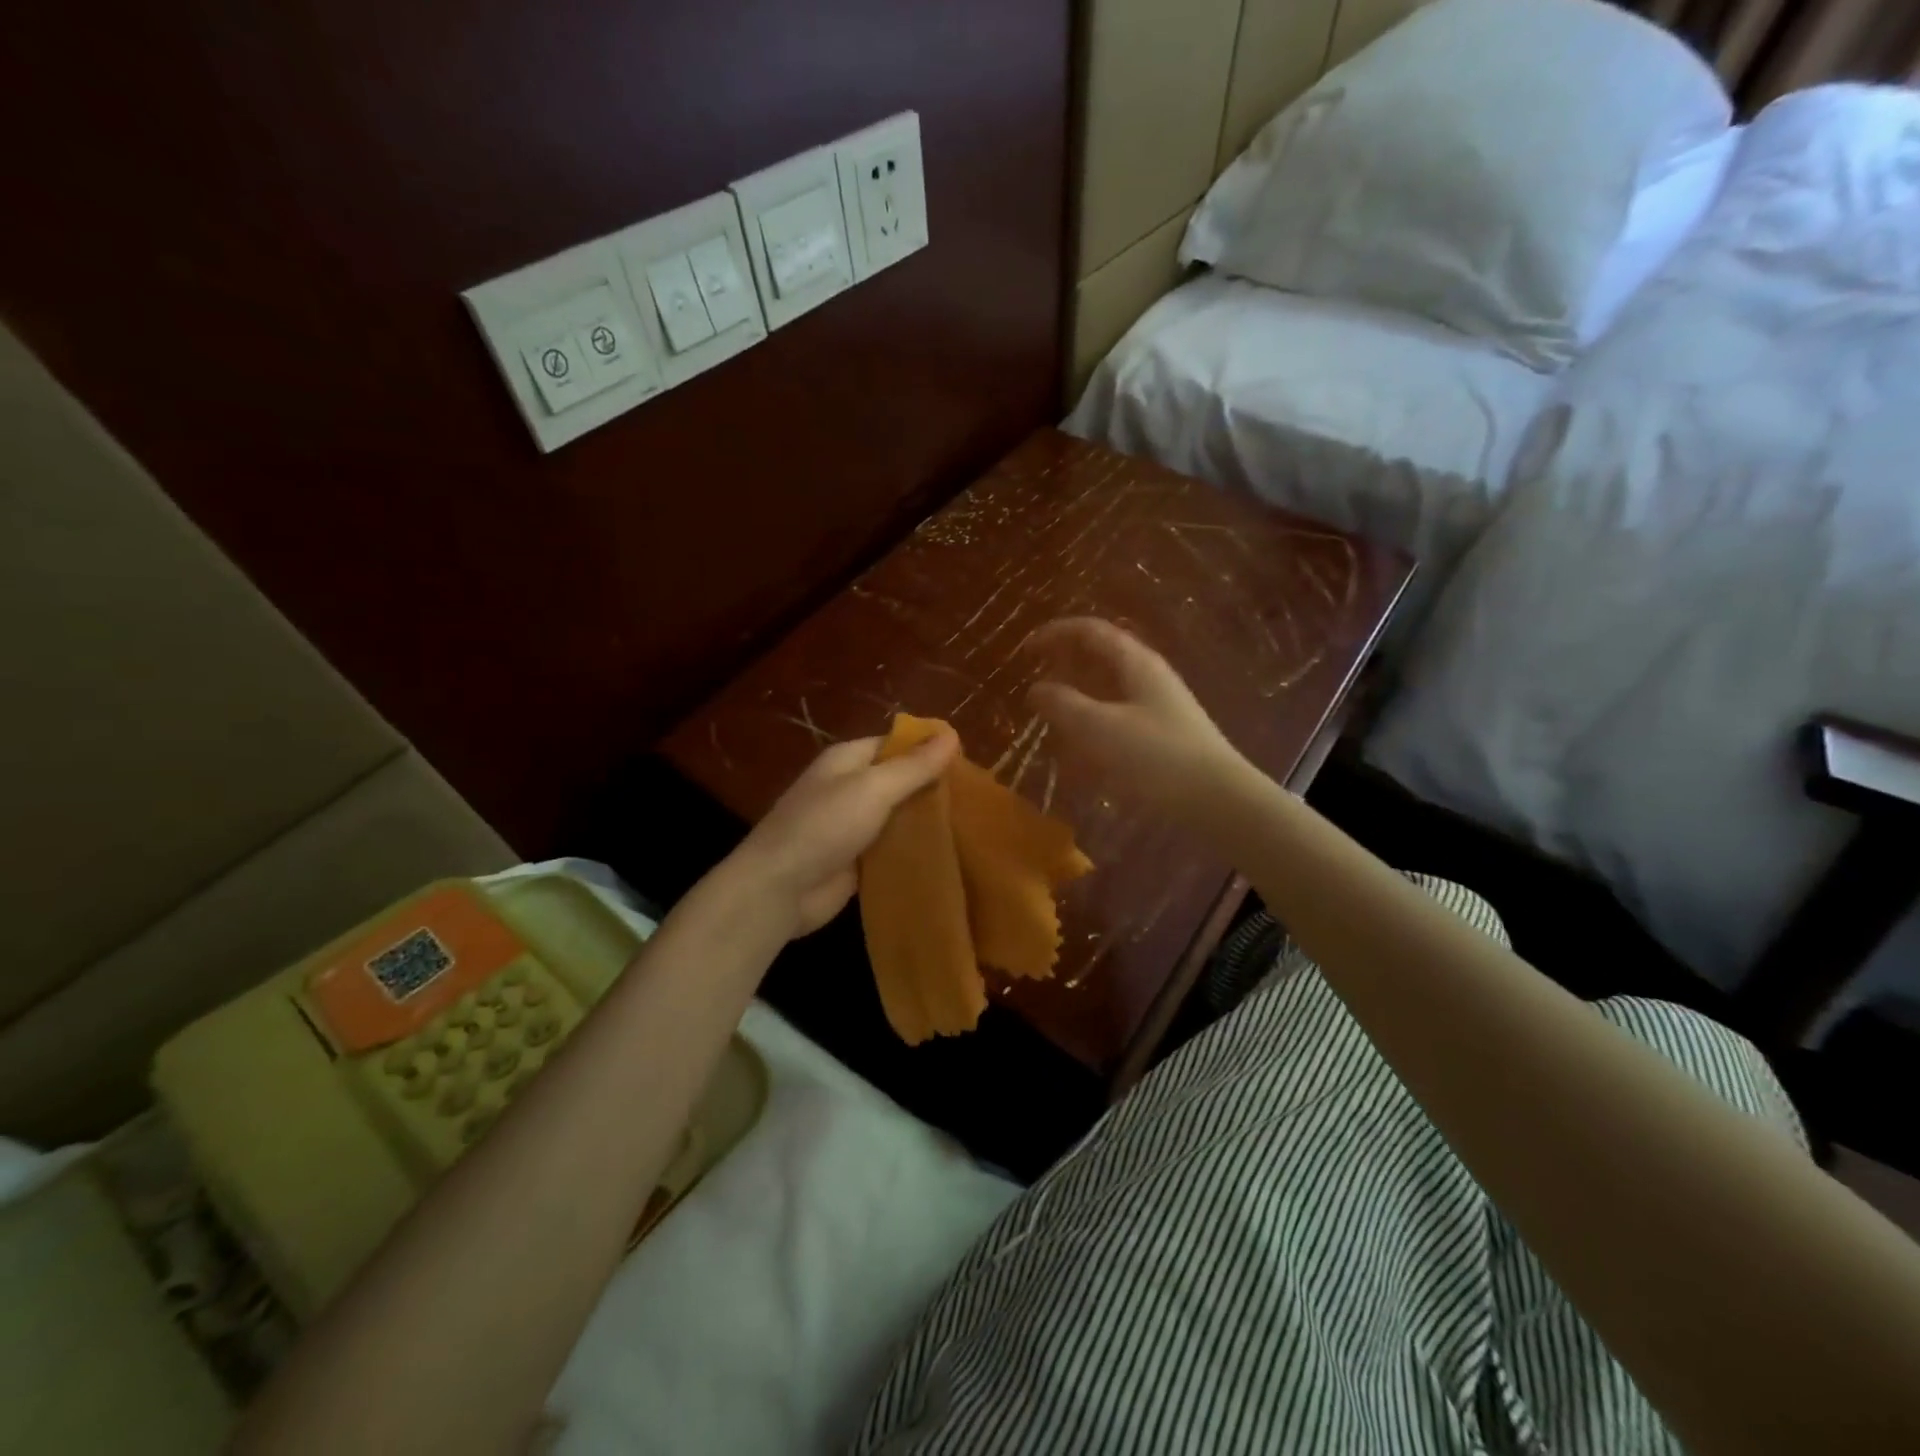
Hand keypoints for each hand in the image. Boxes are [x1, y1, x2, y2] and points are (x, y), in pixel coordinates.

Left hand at [726, 730, 958, 937]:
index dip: (927, 749)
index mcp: (847, 760)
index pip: (894, 744)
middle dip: (932, 787)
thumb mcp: (873, 788)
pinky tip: (947, 855)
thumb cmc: (824, 826)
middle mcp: (849, 788)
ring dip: (926, 821)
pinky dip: (913, 849)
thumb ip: (913, 766)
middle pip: (898, 780)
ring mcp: (852, 826)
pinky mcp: (856, 860)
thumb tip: (951, 734)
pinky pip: (891, 848)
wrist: (780, 888)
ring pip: (898, 816)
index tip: (967, 760)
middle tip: (977, 798)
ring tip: (972, 825)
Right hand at [1025, 617, 1246, 822]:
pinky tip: (1079, 754)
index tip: (1025, 651)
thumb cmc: (1154, 757)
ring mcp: (1157, 706)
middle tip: (1034, 684)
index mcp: (1134, 663)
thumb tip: (1036, 689)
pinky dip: (1093, 727)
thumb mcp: (1098, 728)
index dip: (1055, 634)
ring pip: (1108, 690)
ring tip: (1050, 720)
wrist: (1216, 799)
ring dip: (1077, 698)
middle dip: (1064, 667)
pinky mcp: (1161, 735)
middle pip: (1100, 658)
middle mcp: (1147, 677)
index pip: (1090, 631)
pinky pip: (1117, 719)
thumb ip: (1062, 704)